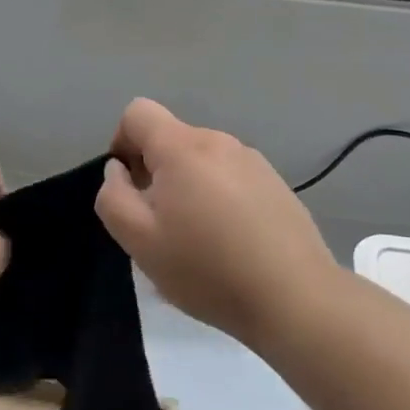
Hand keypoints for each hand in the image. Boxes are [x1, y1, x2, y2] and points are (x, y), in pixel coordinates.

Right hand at [94, 98, 338, 347]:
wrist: (295, 297)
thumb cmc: (207, 269)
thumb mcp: (139, 241)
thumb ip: (114, 197)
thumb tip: (118, 170)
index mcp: (183, 147)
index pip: (138, 113)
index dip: (121, 143)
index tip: (130, 188)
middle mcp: (219, 141)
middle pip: (171, 139)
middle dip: (156, 173)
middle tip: (161, 226)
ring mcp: (253, 161)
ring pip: (202, 161)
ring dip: (188, 187)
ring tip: (198, 240)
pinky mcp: (275, 183)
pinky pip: (231, 178)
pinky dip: (219, 199)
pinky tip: (231, 243)